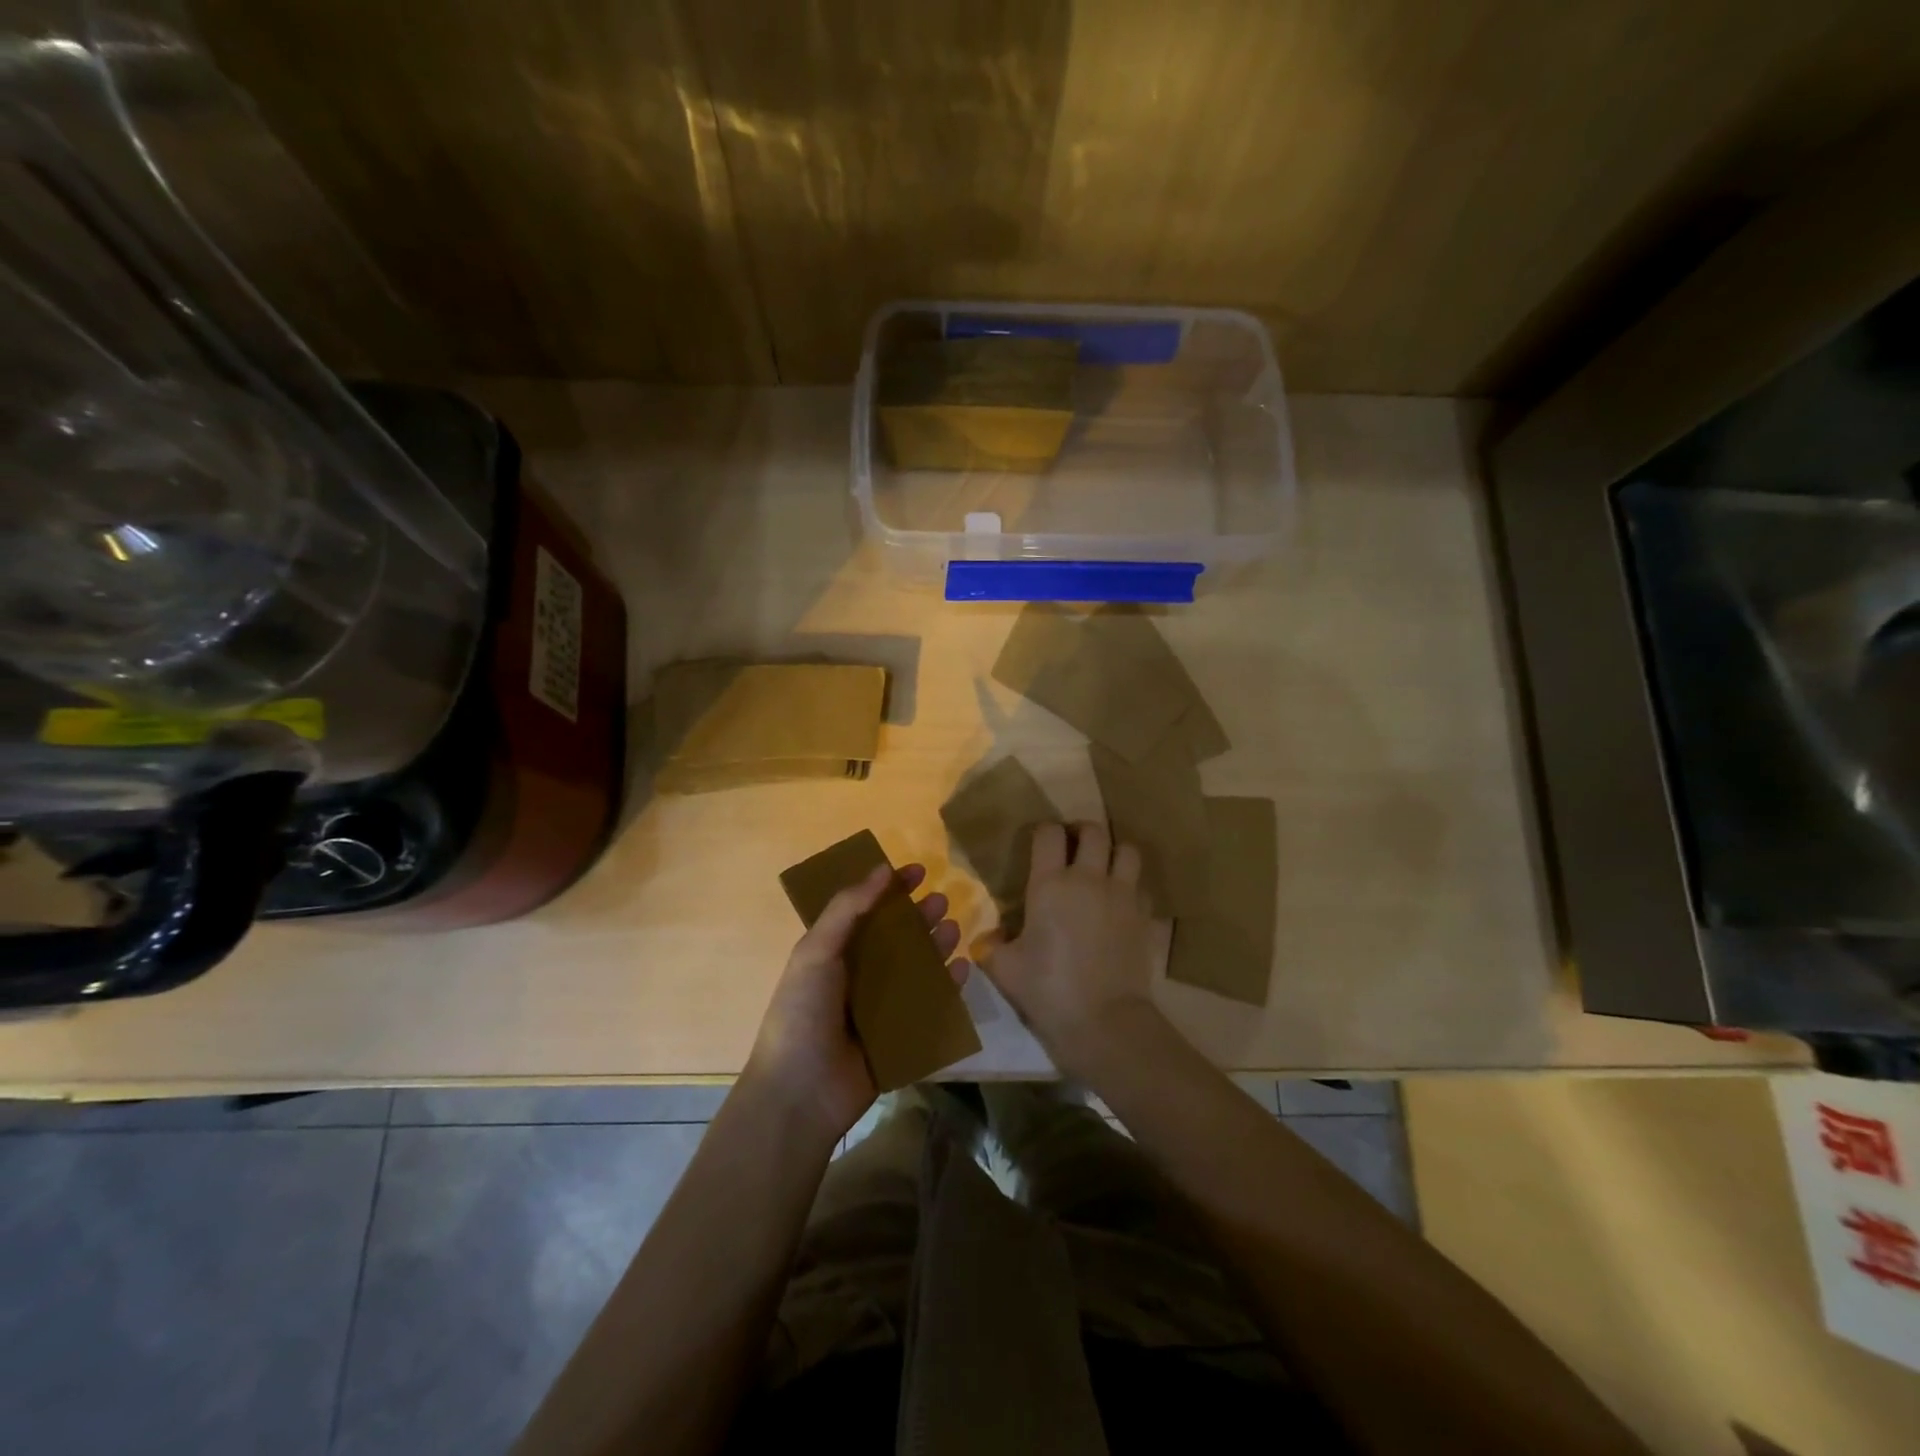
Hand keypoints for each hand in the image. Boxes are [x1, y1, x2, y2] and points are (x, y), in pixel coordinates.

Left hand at [746, 862, 963, 1141]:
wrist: (801, 1093)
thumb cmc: (802, 1012)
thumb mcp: (816, 950)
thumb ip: (848, 908)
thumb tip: (882, 868)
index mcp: (834, 953)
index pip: (867, 911)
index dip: (890, 889)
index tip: (917, 871)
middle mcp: (859, 976)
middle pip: (897, 938)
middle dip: (919, 917)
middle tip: (941, 900)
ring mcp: (881, 1008)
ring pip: (917, 969)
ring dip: (936, 946)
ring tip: (953, 929)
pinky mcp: (902, 1037)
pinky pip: (931, 1006)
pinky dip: (948, 987)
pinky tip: (962, 969)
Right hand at [982, 822, 1157, 1080]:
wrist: (1104, 1020)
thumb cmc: (1048, 990)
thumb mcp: (1004, 969)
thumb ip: (992, 945)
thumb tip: (991, 936)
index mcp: (1050, 883)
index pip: (1049, 833)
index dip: (1044, 831)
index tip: (1040, 843)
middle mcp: (1089, 878)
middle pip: (1094, 830)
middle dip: (1082, 832)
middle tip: (1073, 848)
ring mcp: (1123, 895)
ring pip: (1127, 850)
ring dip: (1115, 852)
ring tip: (1104, 867)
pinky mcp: (1145, 917)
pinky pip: (1142, 887)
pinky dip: (1132, 887)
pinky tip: (1121, 903)